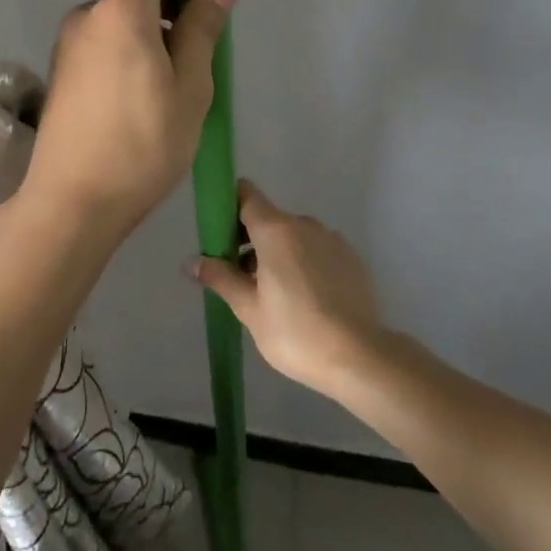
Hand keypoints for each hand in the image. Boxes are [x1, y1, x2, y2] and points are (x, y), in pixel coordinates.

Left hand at [20, 0, 237, 237]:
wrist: (72, 202)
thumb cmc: (143, 144)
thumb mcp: (190, 88)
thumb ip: (202, 29)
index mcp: (122, 10)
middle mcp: (88, 15)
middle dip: (168, 9)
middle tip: (192, 61)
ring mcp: (68, 44)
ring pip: (119, 22)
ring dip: (146, 39)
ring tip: (165, 94)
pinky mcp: (60, 72)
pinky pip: (101, 46)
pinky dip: (124, 58)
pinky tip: (135, 106)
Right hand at [189, 181, 386, 396]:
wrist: (359, 356)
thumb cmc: (294, 331)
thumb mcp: (248, 308)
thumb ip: (220, 278)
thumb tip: (191, 261)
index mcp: (276, 229)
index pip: (247, 195)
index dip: (229, 205)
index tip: (218, 232)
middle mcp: (305, 224)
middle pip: (269, 218)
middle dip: (250, 240)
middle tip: (240, 278)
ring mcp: (332, 239)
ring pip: (294, 236)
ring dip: (277, 254)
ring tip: (272, 295)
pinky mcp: (352, 258)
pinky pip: (317, 251)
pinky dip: (304, 264)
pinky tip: (304, 300)